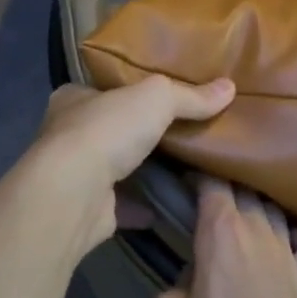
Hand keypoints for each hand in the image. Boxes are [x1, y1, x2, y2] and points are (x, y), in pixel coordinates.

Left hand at [28, 77, 234, 253]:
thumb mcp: (156, 98)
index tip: (158, 97)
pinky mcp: (86, 209)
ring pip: (112, 167)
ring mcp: (74, 174)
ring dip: (139, 169)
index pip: (103, 89)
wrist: (74, 194)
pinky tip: (166, 207)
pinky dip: (140, 207)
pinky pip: (119, 205)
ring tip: (179, 168)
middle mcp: (67, 134)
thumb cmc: (107, 131)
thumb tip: (229, 87)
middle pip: (109, 128)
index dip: (129, 91)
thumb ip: (190, 96)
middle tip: (177, 133)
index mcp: (74, 99)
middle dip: (137, 132)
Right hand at [152, 179, 296, 297]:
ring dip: (256, 204)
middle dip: (223, 184)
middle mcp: (257, 229)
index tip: (181, 178)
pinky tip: (287, 241)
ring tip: (239, 214)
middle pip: (243, 187)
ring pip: (274, 208)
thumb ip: (173, 282)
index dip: (196, 173)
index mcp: (220, 231)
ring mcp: (288, 252)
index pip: (211, 181)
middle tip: (203, 196)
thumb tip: (192, 273)